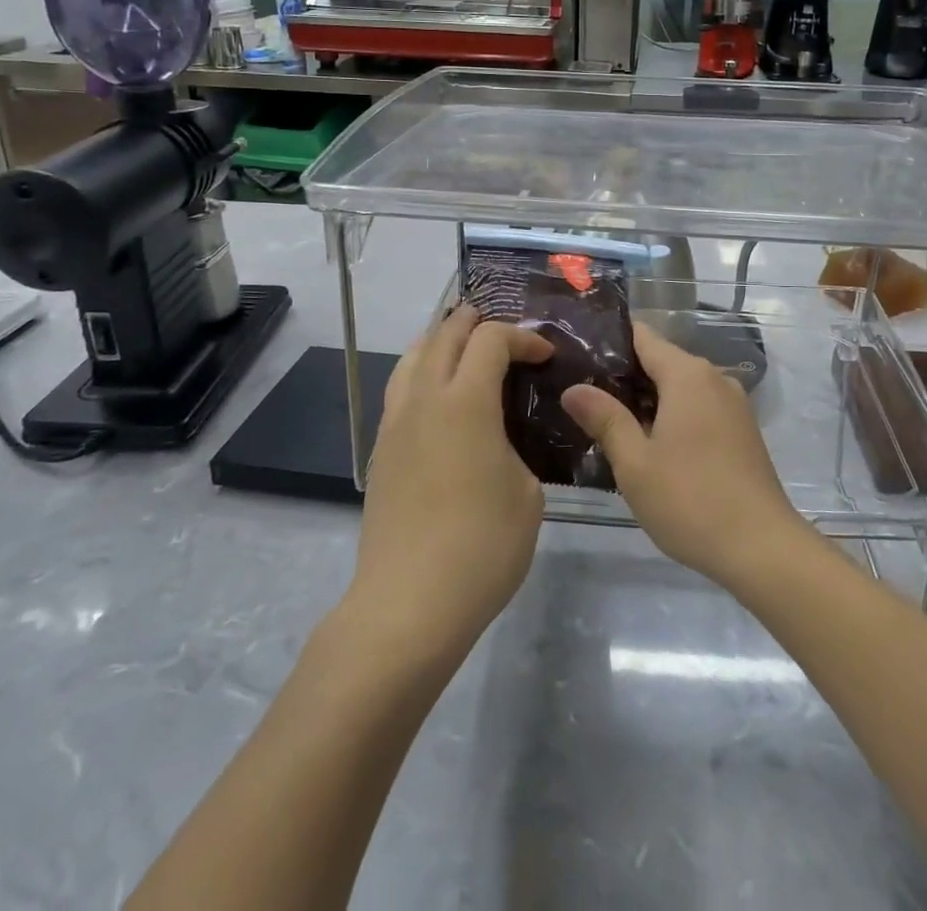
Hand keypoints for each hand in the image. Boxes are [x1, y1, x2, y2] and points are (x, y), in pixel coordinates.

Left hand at [348, 305, 553, 650]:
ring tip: (465, 349)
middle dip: (476, 323)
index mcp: (466, 402)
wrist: (409, 604)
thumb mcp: (527, 492)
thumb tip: (502, 438)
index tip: (545, 356)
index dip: (522, 337)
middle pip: (444, 335)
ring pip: (413, 357)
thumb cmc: (482, 546)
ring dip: (442, 341)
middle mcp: (425, 399)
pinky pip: (401, 389)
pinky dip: (422, 372)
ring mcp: (396, 423)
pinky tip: (439, 396)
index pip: (491, 340)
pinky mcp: (382, 450)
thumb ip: (517, 447)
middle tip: (505, 333)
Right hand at [563, 323, 810, 590]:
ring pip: (680, 387)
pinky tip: (649, 443)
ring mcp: (733, 405)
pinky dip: (672, 415)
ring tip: (607, 419)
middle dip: (624, 375)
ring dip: (648, 399)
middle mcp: (714, 378)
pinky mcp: (741, 431)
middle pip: (661, 361)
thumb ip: (605, 418)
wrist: (762, 548)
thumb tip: (573, 388)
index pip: (643, 337)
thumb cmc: (690, 499)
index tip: (577, 354)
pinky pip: (699, 407)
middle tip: (581, 393)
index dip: (609, 341)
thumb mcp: (635, 462)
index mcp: (687, 375)